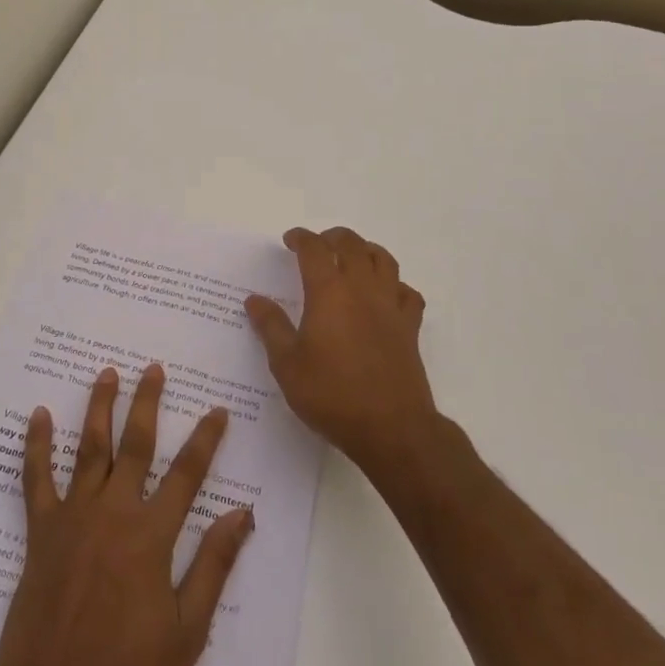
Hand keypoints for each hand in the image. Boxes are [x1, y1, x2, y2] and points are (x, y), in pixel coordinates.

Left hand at [0, 364, 254, 665]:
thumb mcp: (186, 633)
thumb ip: (213, 565)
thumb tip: (243, 512)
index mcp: (151, 536)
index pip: (187, 474)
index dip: (206, 439)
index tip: (217, 410)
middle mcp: (113, 513)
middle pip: (136, 445)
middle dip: (148, 403)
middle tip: (154, 369)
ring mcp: (73, 519)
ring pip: (89, 449)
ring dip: (99, 408)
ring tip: (107, 374)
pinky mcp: (40, 534)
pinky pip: (36, 480)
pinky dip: (37, 445)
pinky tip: (38, 416)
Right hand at [245, 226, 436, 476]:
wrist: (392, 428)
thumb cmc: (332, 395)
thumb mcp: (288, 365)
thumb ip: (271, 327)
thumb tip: (254, 300)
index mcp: (329, 292)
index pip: (314, 249)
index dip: (301, 238)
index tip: (289, 240)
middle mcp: (362, 289)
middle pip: (351, 244)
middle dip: (332, 237)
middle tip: (318, 244)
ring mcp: (390, 306)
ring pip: (383, 260)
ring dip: (365, 250)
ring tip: (352, 258)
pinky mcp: (410, 327)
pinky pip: (407, 293)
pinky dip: (395, 285)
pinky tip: (385, 295)